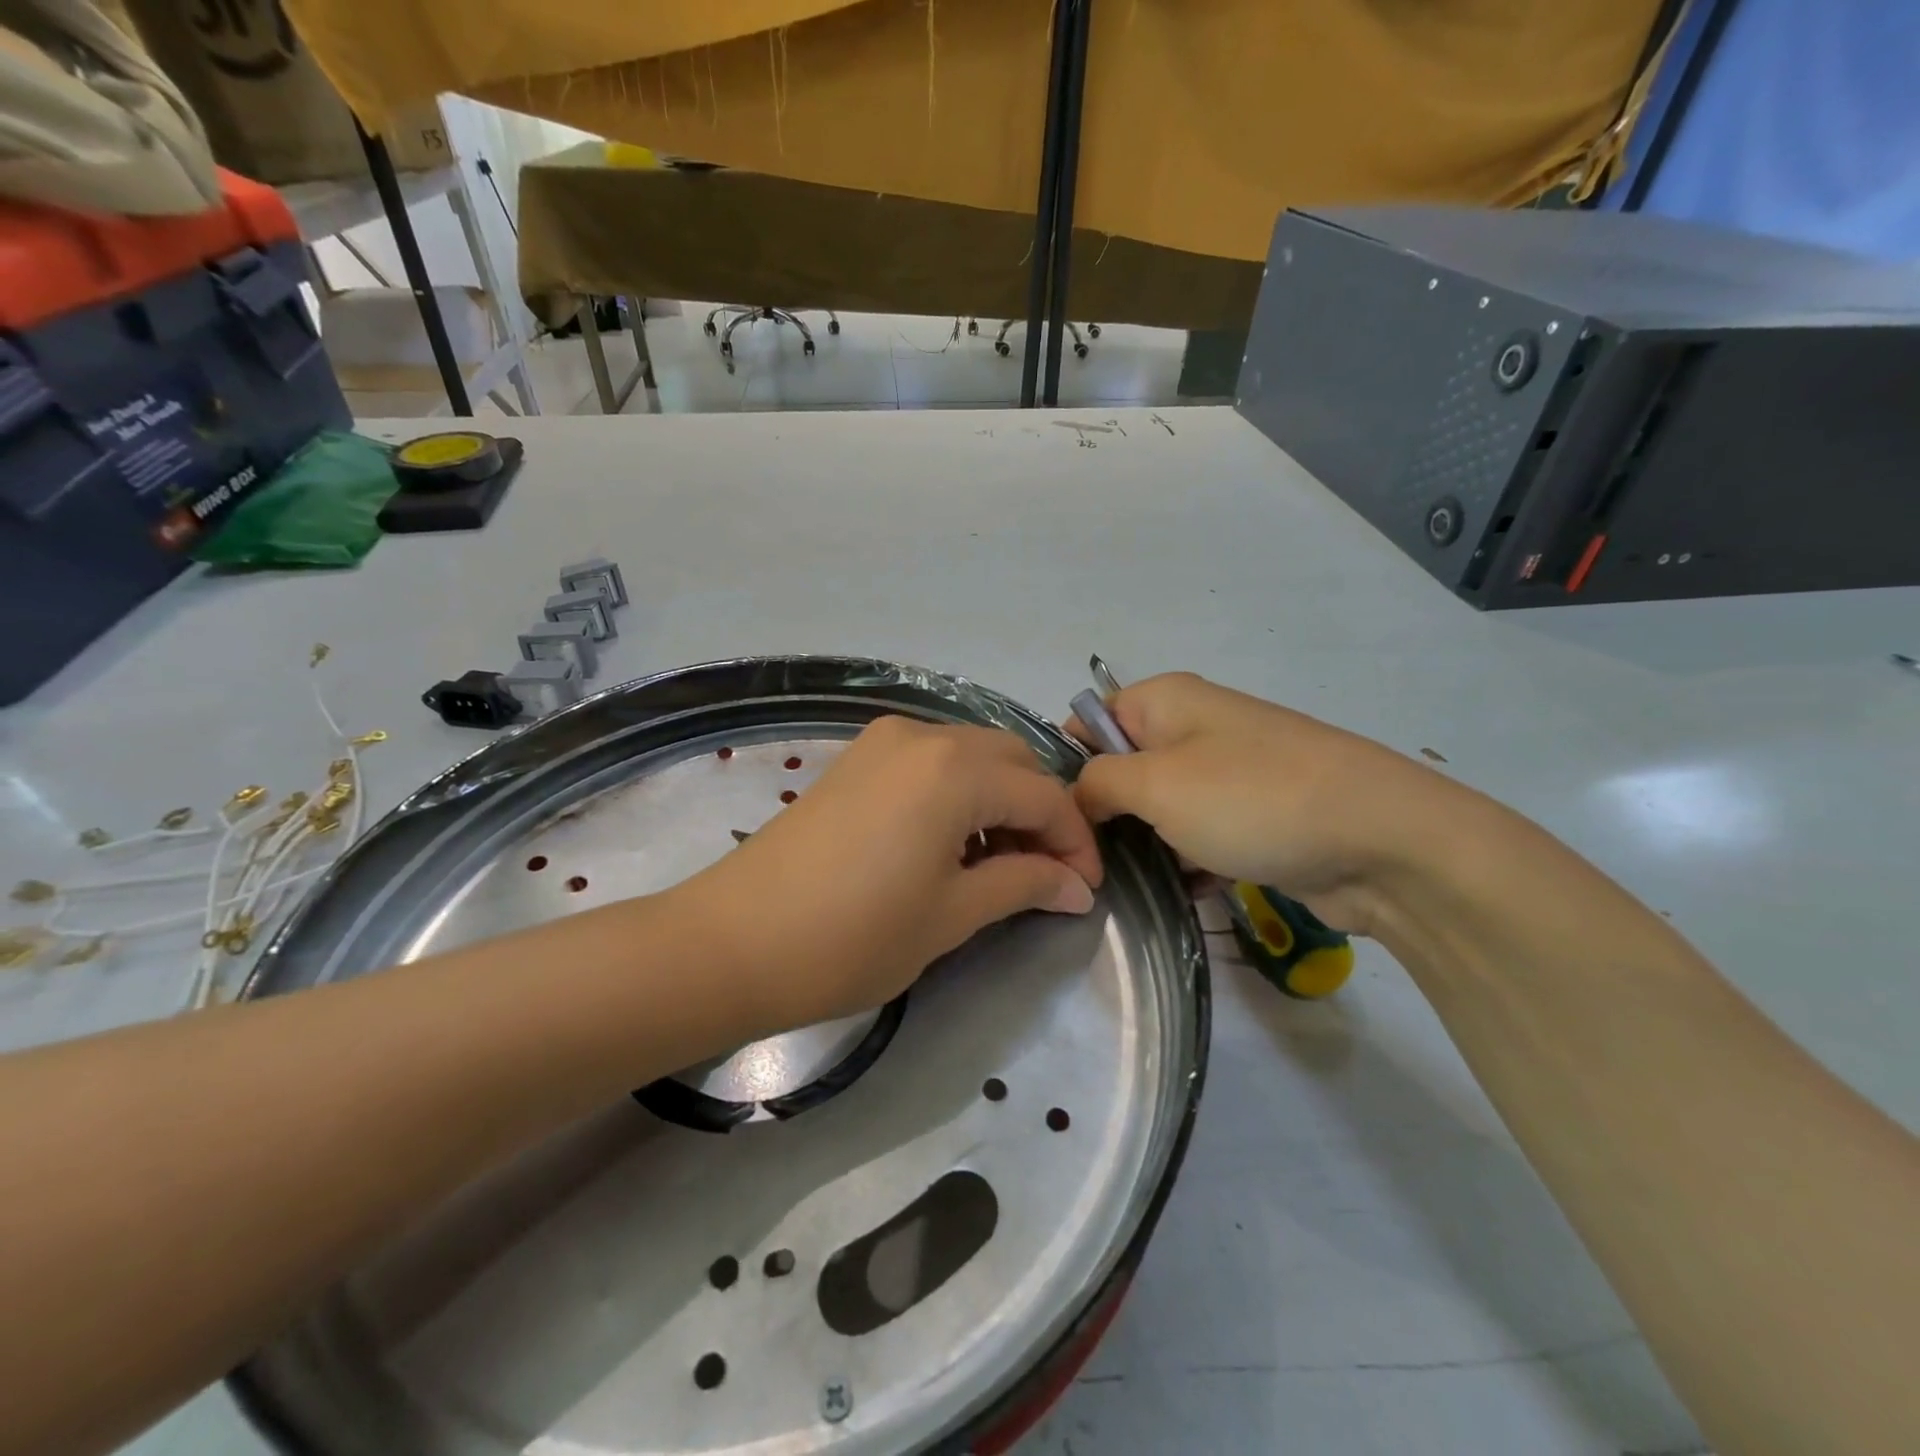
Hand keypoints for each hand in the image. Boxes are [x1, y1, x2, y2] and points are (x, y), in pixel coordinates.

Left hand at [672, 716, 1102, 1034]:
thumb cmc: (852, 937)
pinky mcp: (855, 759)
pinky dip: (959, 793)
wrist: (732, 942)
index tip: (1086, 890)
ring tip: (1002, 863)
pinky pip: (931, 762)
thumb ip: (1023, 885)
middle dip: (1041, 813)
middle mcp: (923, 736)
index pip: (1045, 794)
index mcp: (955, 769)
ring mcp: (883, 742)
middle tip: (1047, 874)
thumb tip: (1076, 885)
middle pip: (1012, 761)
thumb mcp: (951, 916)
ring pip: (971, 756)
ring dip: (1001, 800)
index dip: (1075, 842)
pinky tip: (953, 842)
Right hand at [1070, 673, 1456, 935]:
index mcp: (1165, 701)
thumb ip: (1096, 782)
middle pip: (1121, 769)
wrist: (1381, 841)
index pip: (1088, 722)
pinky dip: (1184, 864)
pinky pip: (1198, 836)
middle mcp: (1193, 728)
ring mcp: (1227, 774)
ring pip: (1158, 809)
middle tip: (1086, 865)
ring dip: (1142, 846)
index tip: (1054, 820)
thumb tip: (1077, 796)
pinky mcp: (1253, 818)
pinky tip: (1177, 896)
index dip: (1064, 766)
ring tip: (1123, 889)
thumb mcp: (1155, 783)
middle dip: (1102, 815)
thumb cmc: (1251, 798)